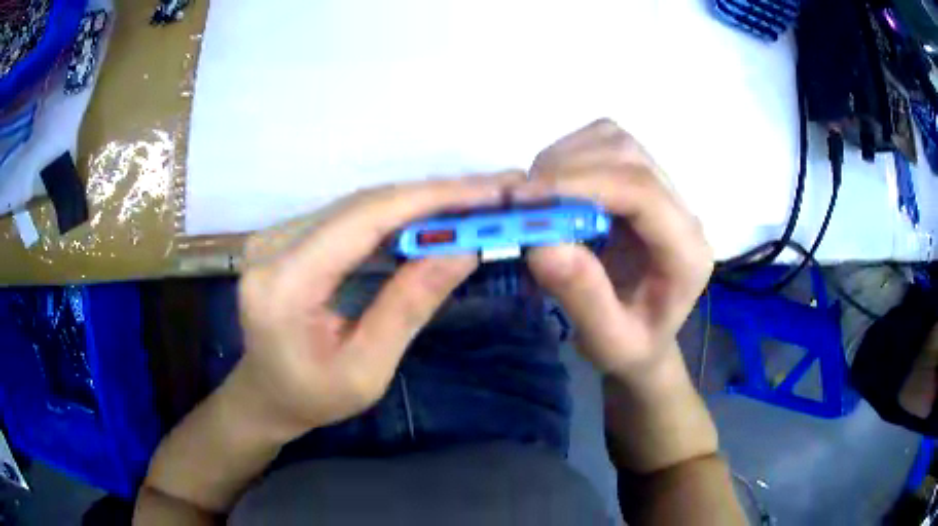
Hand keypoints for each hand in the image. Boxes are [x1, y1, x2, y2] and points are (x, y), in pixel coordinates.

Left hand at [234, 174, 519, 440]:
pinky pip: (351, 217)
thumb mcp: (367, 369)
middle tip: (492, 194)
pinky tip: (431, 219)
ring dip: (419, 203)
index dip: (429, 199)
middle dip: (434, 196)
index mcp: (285, 282)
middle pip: (364, 204)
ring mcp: (279, 236)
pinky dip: (397, 216)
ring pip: (360, 205)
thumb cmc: (313, 397)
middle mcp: (275, 245)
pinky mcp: (290, 237)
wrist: (267, 395)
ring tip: (473, 204)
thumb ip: (409, 305)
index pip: (363, 219)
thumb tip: (463, 249)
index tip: (487, 192)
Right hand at [518, 119, 712, 378]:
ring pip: (614, 140)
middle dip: (567, 168)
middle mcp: (682, 210)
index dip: (582, 184)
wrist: (648, 335)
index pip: (642, 191)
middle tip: (523, 202)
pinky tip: (555, 190)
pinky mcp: (642, 180)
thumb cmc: (632, 346)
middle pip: (627, 155)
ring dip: (566, 159)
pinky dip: (569, 156)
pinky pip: (603, 144)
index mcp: (687, 251)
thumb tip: (542, 241)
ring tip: (537, 198)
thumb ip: (583, 295)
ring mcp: (665, 189)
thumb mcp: (608, 341)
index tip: (527, 200)